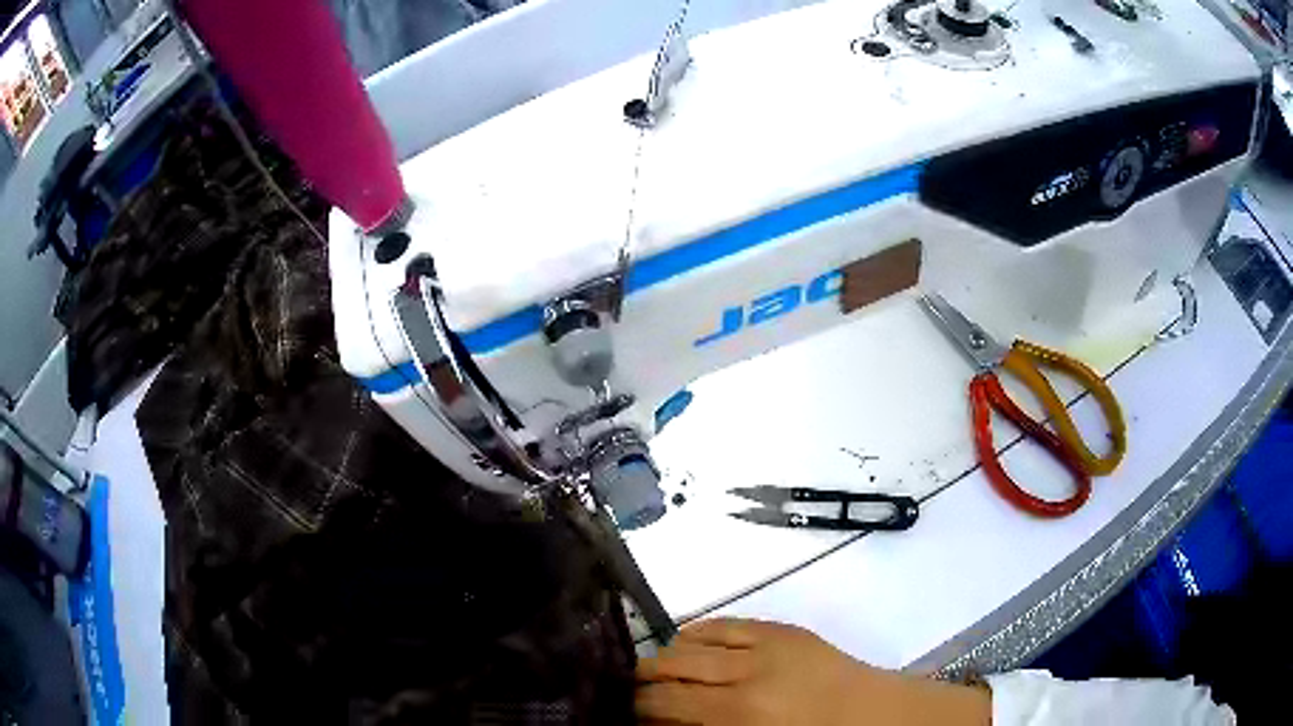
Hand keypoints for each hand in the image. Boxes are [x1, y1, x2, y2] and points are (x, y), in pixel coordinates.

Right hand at [635, 618, 989, 725]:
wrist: (876, 716)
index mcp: (739, 713)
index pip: (663, 702)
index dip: (637, 708)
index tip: (628, 715)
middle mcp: (747, 672)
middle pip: (669, 665)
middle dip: (644, 680)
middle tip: (637, 694)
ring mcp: (767, 643)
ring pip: (691, 638)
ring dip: (669, 655)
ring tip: (662, 671)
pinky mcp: (783, 628)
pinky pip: (726, 622)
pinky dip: (699, 633)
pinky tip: (690, 645)